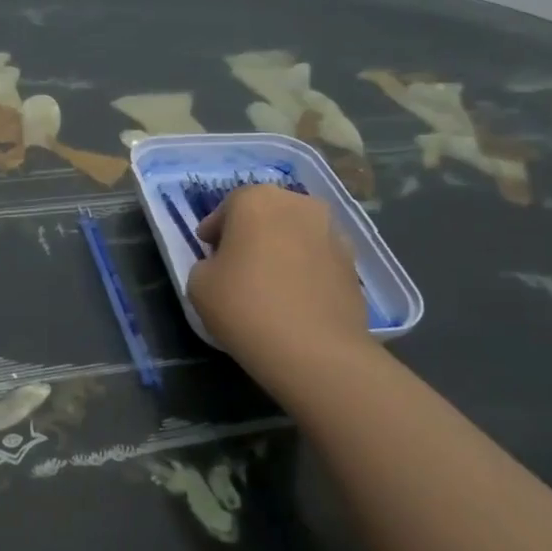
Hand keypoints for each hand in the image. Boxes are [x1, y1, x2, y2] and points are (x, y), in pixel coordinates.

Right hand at [186, 185, 371, 381]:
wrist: (314, 350)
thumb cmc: (245, 306)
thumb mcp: (198, 283)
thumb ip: (207, 264)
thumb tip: (223, 266)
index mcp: (257, 200)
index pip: (228, 206)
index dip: (214, 229)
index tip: (207, 251)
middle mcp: (299, 205)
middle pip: (267, 213)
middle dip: (251, 233)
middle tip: (236, 262)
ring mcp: (332, 232)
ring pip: (296, 233)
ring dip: (282, 249)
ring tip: (269, 282)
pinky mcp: (353, 264)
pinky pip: (318, 258)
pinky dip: (305, 270)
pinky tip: (294, 298)